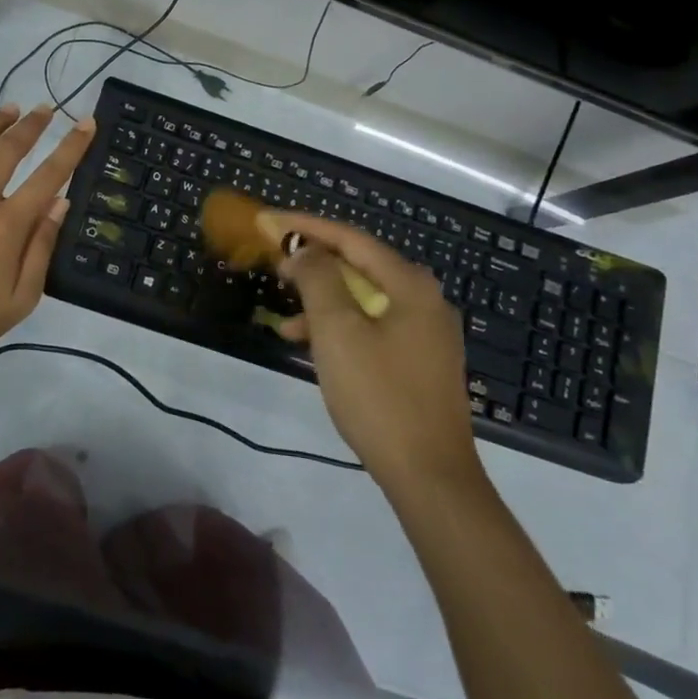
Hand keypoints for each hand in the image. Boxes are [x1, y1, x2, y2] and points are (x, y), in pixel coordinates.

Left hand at [0, 104, 96, 362]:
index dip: (71, 147)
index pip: (48, 176)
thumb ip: (42, 247)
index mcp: (7, 227)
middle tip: (46, 109)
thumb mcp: (22, 298)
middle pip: (8, 150)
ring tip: (11, 109)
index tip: (86, 123)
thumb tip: (60, 201)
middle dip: (32, 125)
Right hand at [259, 211, 482, 495]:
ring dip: (322, 299)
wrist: (430, 476)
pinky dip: (339, 326)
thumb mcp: (337, 332)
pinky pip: (372, 325)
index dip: (306, 227)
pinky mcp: (418, 360)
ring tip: (284, 314)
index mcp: (409, 285)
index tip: (267, 221)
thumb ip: (318, 280)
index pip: (351, 238)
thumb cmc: (379, 396)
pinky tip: (310, 344)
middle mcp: (423, 299)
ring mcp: (424, 331)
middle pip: (359, 265)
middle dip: (313, 262)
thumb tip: (305, 251)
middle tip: (273, 261)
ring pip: (363, 298)